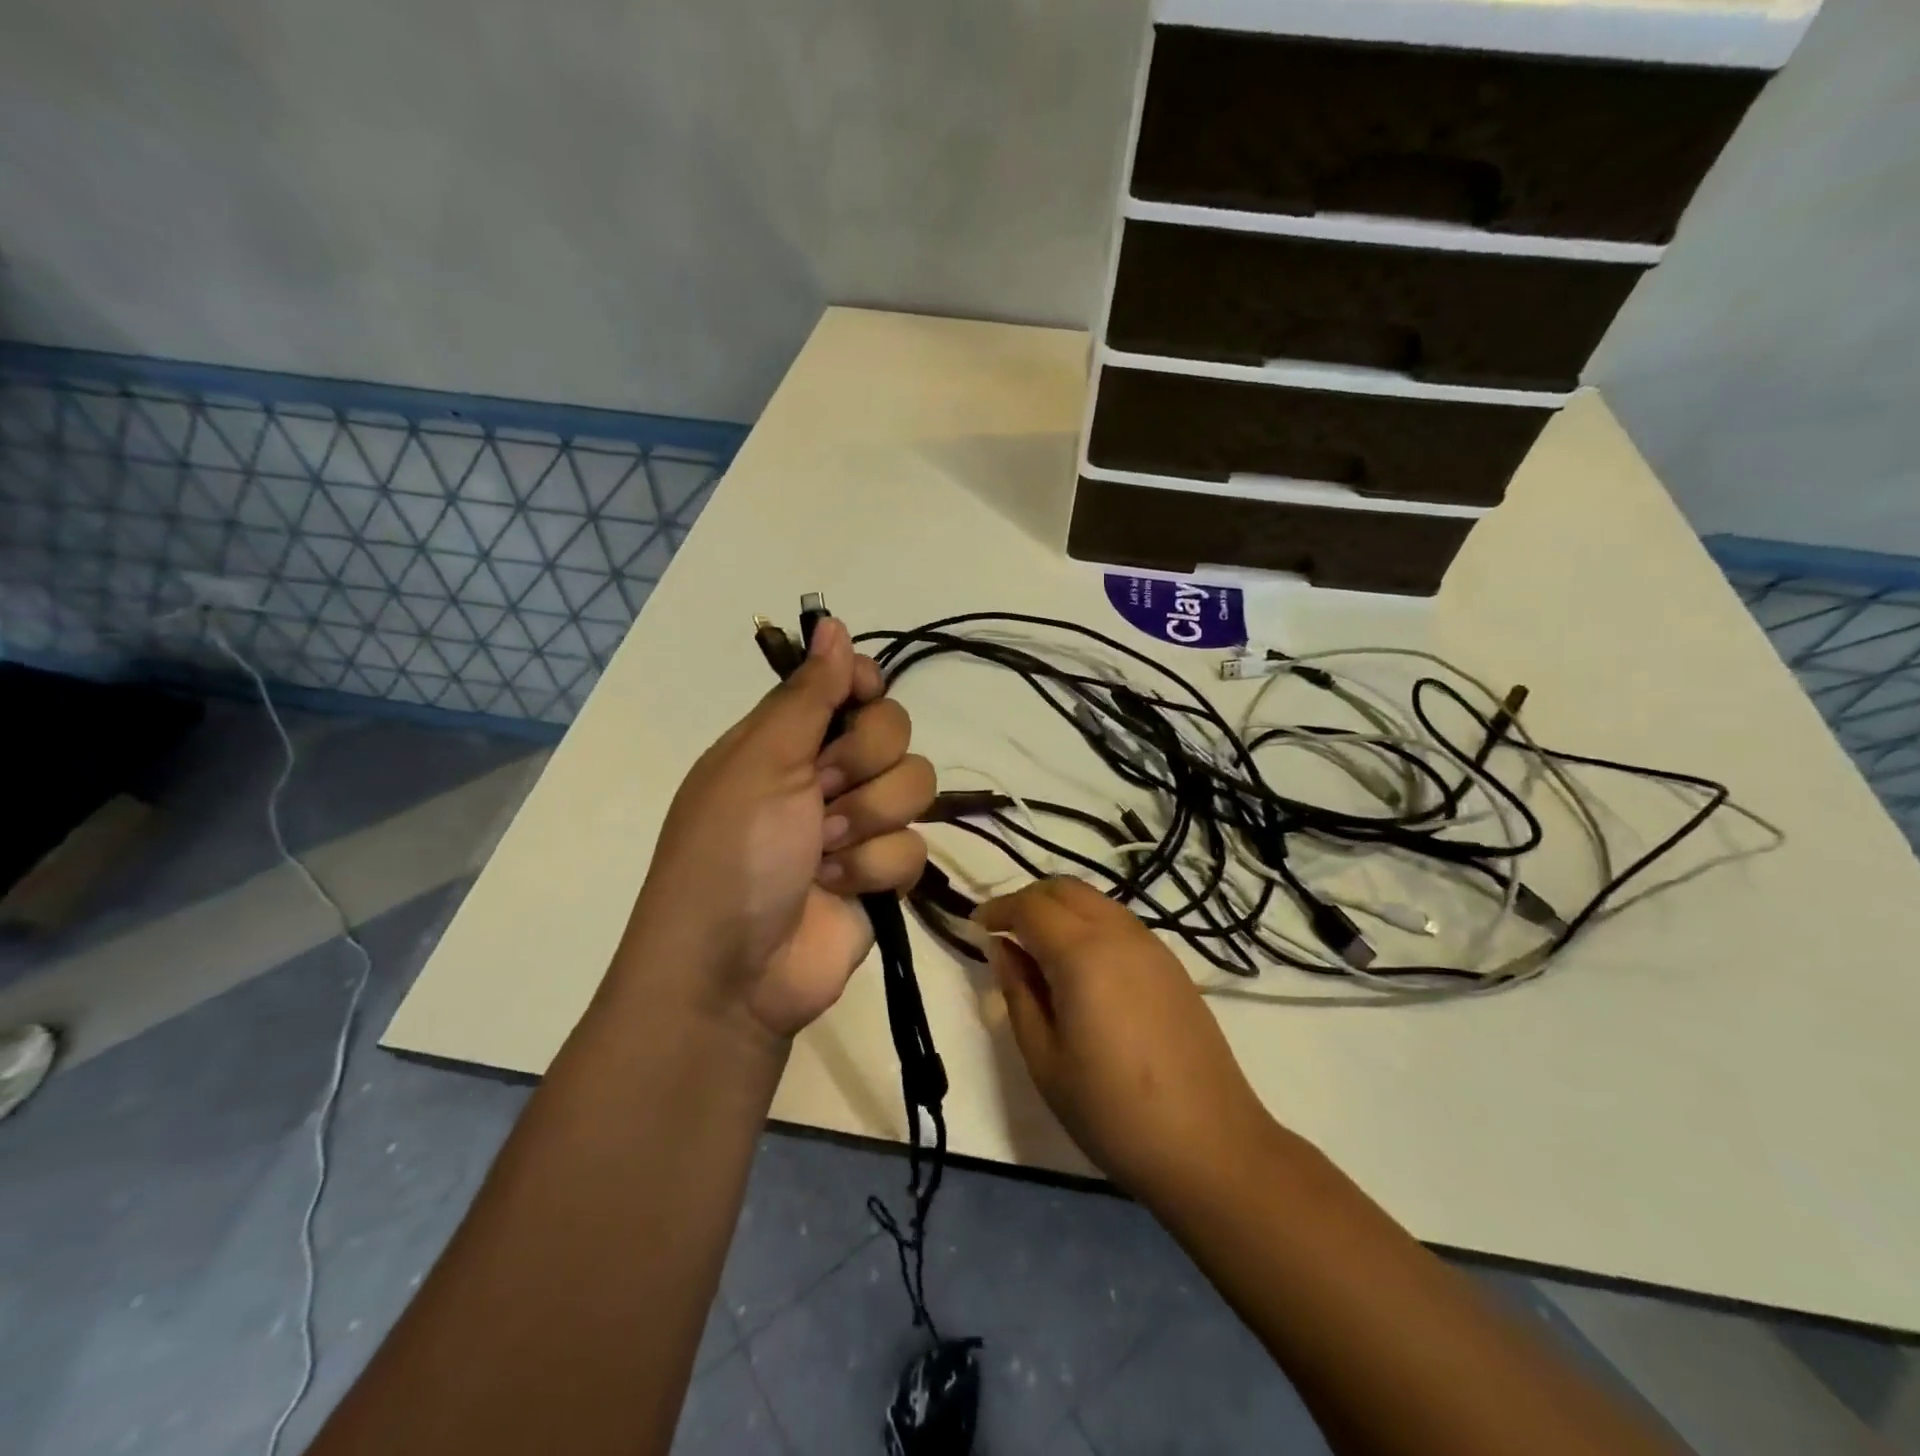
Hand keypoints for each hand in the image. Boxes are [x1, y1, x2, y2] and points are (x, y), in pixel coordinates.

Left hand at [627, 617, 934, 1039]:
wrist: (733, 973)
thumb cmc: (733, 854)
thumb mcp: (761, 763)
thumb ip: (806, 694)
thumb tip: (832, 622)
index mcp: (786, 739)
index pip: (850, 685)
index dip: (863, 687)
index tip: (861, 699)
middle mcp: (824, 774)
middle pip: (894, 731)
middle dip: (862, 763)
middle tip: (821, 794)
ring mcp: (856, 825)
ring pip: (914, 786)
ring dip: (869, 820)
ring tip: (824, 853)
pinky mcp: (880, 873)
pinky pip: (914, 848)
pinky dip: (874, 869)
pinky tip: (838, 889)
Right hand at [978, 878, 1277, 1201]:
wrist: (1210, 1146)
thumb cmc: (1112, 1111)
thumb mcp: (1045, 1059)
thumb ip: (1018, 992)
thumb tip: (1001, 948)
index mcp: (1082, 954)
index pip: (1030, 907)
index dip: (997, 910)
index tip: (975, 927)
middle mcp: (1119, 934)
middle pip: (1064, 889)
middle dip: (1027, 900)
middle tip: (1004, 933)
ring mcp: (1152, 946)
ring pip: (1095, 900)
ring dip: (1060, 910)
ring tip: (1038, 949)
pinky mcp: (1171, 964)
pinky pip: (1119, 922)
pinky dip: (1088, 924)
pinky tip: (1080, 967)